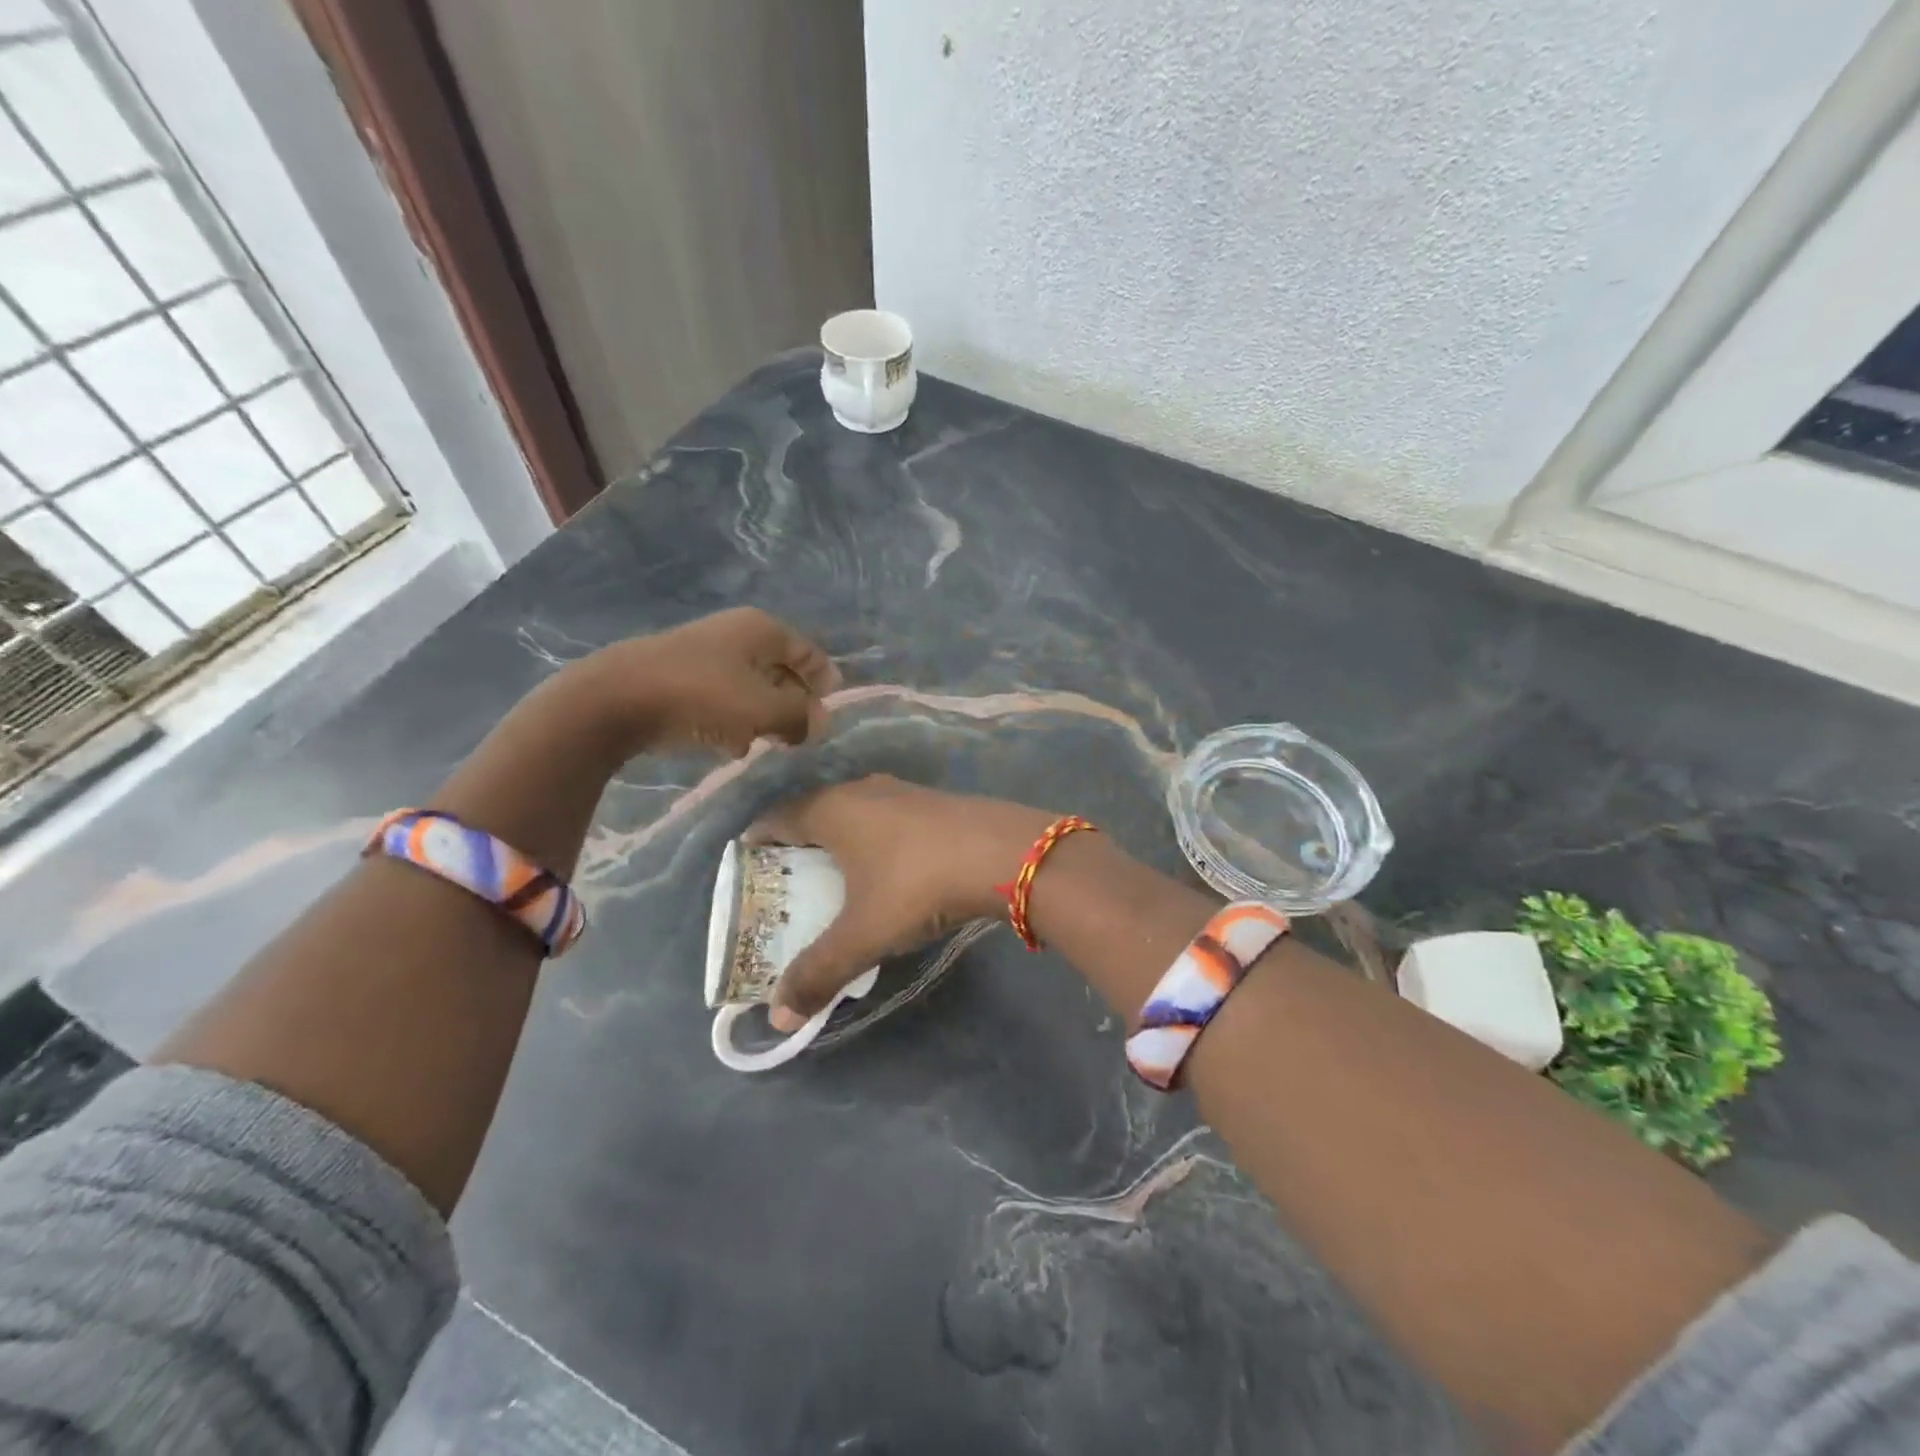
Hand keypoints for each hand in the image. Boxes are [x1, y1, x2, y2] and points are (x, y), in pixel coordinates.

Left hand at [581, 608, 839, 756]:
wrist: (615, 699)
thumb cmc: (702, 696)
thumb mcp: (763, 709)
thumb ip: (800, 716)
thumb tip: (820, 723)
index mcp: (762, 629)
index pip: (810, 653)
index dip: (826, 684)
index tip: (831, 717)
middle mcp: (737, 633)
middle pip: (781, 670)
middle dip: (793, 704)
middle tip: (800, 737)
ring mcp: (705, 654)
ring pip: (751, 687)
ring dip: (762, 716)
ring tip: (765, 745)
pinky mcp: (680, 677)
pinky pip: (721, 698)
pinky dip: (732, 719)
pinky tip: (727, 746)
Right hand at [750, 775, 1055, 1029]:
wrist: (1005, 854)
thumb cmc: (919, 885)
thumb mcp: (864, 934)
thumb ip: (819, 972)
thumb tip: (776, 1018)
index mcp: (833, 810)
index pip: (778, 817)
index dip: (758, 840)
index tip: (748, 866)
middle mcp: (862, 791)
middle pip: (815, 811)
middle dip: (798, 842)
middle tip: (788, 879)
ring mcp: (903, 792)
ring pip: (855, 812)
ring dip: (841, 839)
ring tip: (835, 875)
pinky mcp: (935, 803)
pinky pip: (887, 818)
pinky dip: (874, 839)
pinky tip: (888, 867)